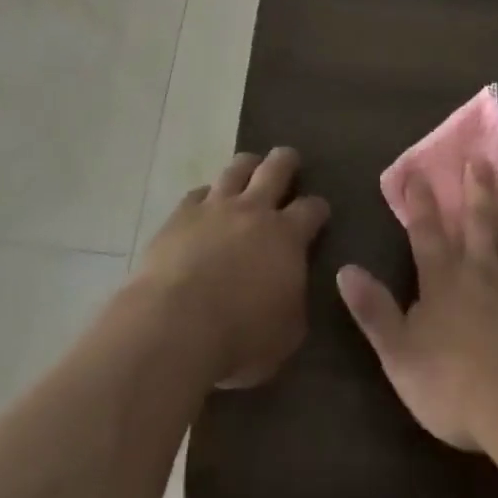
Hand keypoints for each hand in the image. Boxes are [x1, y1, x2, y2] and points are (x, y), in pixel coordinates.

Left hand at [132, 146, 330, 388]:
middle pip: (276, 168)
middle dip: (286, 161)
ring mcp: (216, 206)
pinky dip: (206, 196)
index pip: (311, 209)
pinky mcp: (182, 213)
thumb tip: (293, 288)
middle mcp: (254, 210)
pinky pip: (198, 193)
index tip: (320, 211)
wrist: (176, 323)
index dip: (318, 208)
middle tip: (289, 160)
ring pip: (237, 168)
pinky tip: (205, 204)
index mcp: (286, 236)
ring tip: (250, 166)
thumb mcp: (286, 335)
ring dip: (247, 165)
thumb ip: (294, 302)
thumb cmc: (239, 338)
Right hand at [337, 159, 497, 453]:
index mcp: (443, 279)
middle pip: (480, 222)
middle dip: (478, 188)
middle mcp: (483, 272)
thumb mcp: (400, 353)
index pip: (426, 231)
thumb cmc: (455, 385)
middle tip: (481, 158)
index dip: (420, 201)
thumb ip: (373, 310)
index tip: (418, 170)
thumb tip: (344, 269)